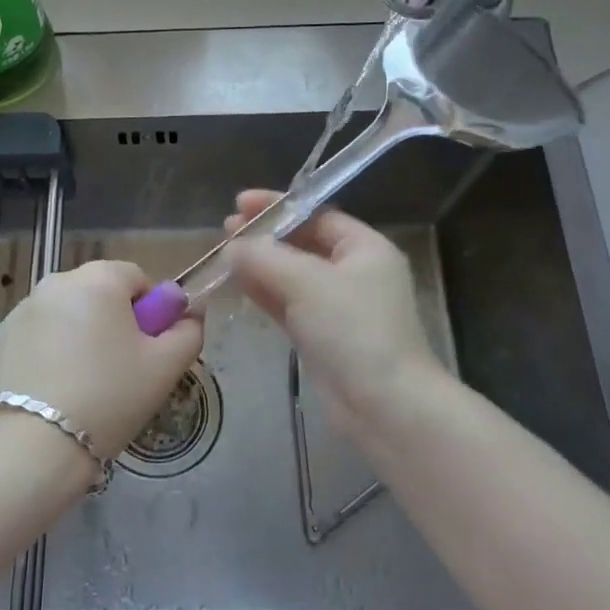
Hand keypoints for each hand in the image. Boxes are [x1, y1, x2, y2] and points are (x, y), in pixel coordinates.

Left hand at [0, 260, 204, 460]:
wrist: (32, 445)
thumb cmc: (109, 398)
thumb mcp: (165, 368)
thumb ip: (188, 331)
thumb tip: (188, 313)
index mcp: (99, 279)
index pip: (136, 278)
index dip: (150, 311)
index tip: (148, 350)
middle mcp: (57, 281)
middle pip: (100, 293)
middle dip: (115, 322)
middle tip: (122, 370)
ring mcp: (23, 308)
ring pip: (69, 313)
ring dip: (82, 335)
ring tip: (86, 385)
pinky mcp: (1, 336)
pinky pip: (41, 333)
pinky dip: (52, 350)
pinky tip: (55, 389)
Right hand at [226, 190, 444, 437]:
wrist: (386, 407)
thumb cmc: (354, 330)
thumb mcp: (307, 282)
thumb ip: (265, 258)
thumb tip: (232, 246)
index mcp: (365, 249)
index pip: (317, 215)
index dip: (278, 206)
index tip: (239, 202)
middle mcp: (354, 273)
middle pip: (303, 244)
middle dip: (264, 236)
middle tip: (226, 229)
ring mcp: (338, 308)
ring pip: (292, 276)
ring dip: (259, 265)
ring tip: (223, 255)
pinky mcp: (322, 337)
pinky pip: (288, 305)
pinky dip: (264, 293)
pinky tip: (236, 284)